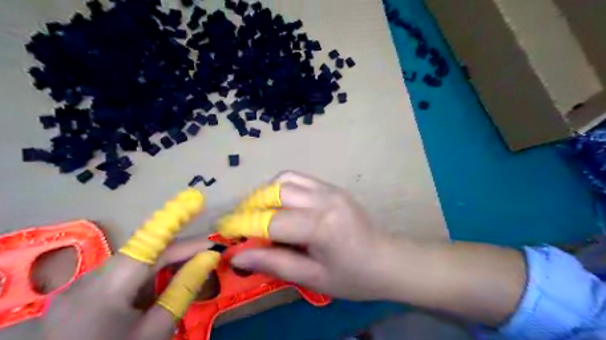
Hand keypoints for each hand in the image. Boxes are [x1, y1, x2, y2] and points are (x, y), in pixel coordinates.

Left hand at [43, 190, 219, 339]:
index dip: (172, 220)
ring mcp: (77, 290)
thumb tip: (210, 258)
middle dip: (178, 251)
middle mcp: (85, 282)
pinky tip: (159, 287)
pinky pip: (119, 278)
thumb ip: (183, 290)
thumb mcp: (156, 330)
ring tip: (190, 268)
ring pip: (131, 265)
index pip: (146, 245)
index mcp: (103, 291)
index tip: (197, 201)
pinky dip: (144, 278)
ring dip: (162, 265)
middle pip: (141, 254)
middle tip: (209, 251)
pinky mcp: (76, 298)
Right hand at [225, 173, 389, 299]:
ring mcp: (331, 189)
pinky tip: (280, 205)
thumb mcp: (312, 277)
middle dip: (252, 205)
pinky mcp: (333, 187)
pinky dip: (282, 188)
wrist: (387, 260)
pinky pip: (300, 179)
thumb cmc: (353, 276)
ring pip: (286, 179)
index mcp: (322, 225)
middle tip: (241, 223)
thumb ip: (275, 263)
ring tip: (258, 213)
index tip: (224, 230)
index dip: (244, 225)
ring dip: (266, 193)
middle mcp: (325, 199)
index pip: (272, 220)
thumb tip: (239, 255)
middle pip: (276, 191)